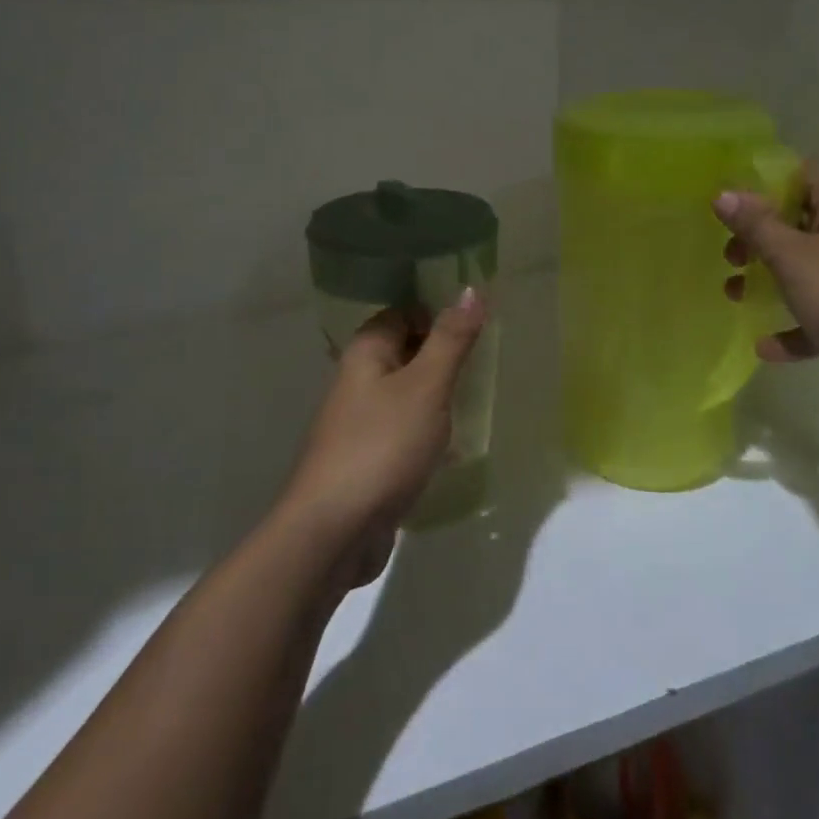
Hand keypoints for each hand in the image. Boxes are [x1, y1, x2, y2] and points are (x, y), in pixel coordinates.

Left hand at [277, 289, 486, 585]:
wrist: (334, 530)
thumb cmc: (383, 446)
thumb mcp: (426, 387)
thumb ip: (450, 338)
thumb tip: (471, 288)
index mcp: (366, 352)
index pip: (403, 313)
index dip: (438, 315)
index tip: (477, 329)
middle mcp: (357, 380)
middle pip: (404, 351)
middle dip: (442, 356)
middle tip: (484, 364)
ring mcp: (358, 422)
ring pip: (405, 393)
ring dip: (437, 396)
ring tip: (475, 402)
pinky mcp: (366, 458)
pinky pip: (402, 431)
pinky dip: (427, 432)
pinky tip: (452, 448)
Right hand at [715, 170, 818, 409]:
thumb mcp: (793, 257)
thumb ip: (756, 225)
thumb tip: (723, 193)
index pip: (797, 174)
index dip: (760, 188)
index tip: (728, 212)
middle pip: (800, 222)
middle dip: (759, 241)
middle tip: (732, 260)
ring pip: (812, 267)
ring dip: (773, 281)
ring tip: (736, 297)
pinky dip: (801, 322)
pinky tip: (767, 348)